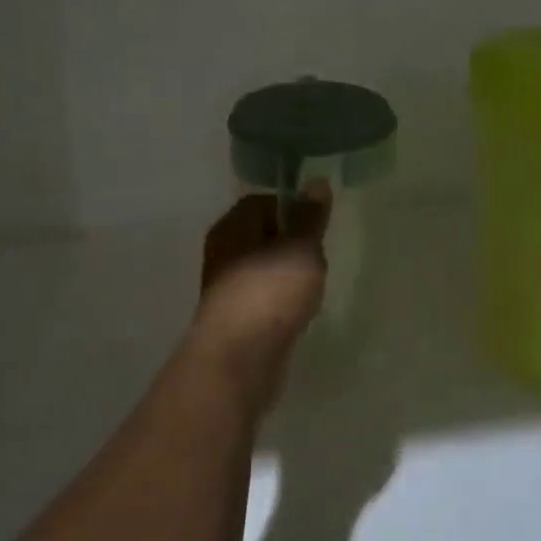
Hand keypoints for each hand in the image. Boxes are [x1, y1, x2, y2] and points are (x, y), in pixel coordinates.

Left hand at [190, 185, 330, 393]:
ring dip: (287, 277)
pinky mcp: (234, 318)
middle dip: (293, 246)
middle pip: (263, 236)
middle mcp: (223, 251)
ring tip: (309, 290)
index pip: (263, 202)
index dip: (293, 209)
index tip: (318, 227)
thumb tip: (316, 182)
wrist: (239, 358)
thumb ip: (310, 217)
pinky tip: (296, 315)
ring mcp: (226, 287)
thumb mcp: (301, 248)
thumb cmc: (270, 292)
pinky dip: (279, 303)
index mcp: (232, 226)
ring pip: (263, 269)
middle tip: (317, 260)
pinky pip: (262, 298)